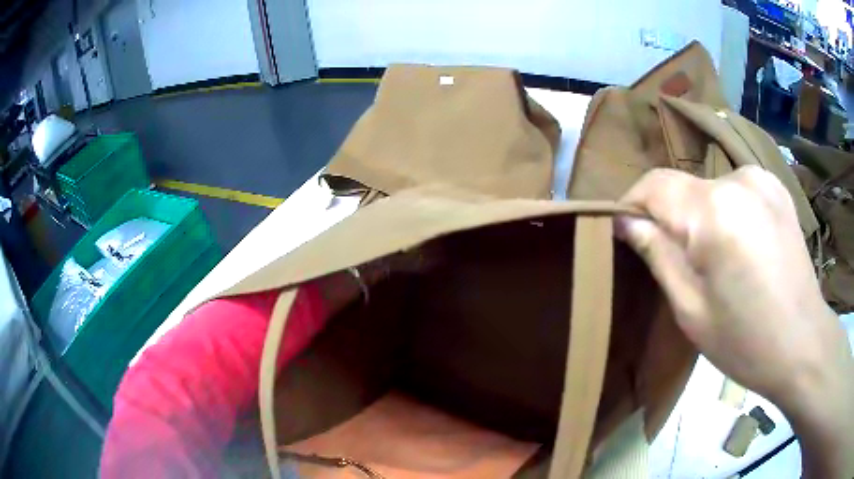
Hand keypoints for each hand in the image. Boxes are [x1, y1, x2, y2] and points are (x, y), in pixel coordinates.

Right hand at [616, 166, 853, 477]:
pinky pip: (736, 190)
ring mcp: (762, 180)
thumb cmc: (746, 341)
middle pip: (684, 188)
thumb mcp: (692, 310)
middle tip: (676, 262)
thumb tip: (627, 223)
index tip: (624, 231)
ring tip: (713, 258)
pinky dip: (727, 211)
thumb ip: (658, 255)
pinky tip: (740, 244)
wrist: (804, 344)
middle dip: (670, 219)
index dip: (631, 204)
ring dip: (700, 216)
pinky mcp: (777, 188)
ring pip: (710, 188)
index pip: (654, 185)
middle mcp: (738, 180)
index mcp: (714, 212)